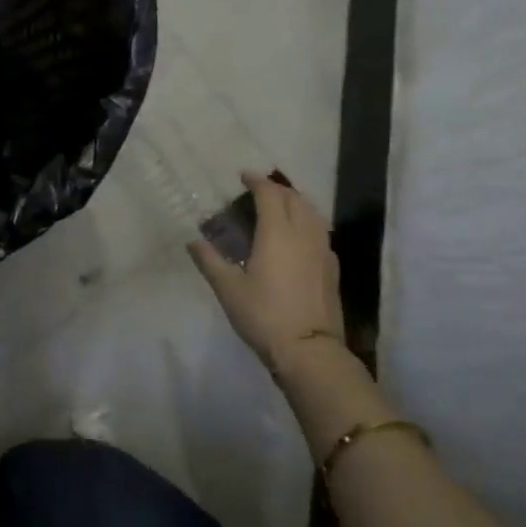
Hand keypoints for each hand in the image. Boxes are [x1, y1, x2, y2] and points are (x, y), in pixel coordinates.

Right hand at [188, 172, 347, 375]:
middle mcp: (303, 234)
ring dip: (295, 202)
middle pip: (294, 198)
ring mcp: (322, 250)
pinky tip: (297, 236)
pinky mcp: (332, 267)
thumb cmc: (263, 315)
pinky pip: (320, 231)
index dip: (256, 182)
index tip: (243, 176)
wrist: (309, 350)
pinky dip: (307, 222)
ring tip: (279, 207)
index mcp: (277, 233)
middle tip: (258, 190)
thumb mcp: (228, 289)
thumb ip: (210, 260)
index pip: (270, 194)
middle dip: (276, 188)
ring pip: (312, 213)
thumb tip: (193, 240)